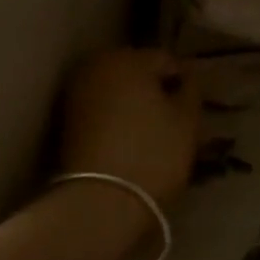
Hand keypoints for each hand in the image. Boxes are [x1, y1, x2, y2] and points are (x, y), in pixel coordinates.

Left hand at [60, 49, 200, 205]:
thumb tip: (185, 77)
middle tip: (173, 118)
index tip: (193, 107)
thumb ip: (190, 90)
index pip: (166, 59)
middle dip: (155, 88)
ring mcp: (76, 92)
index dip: (184, 81)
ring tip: (152, 132)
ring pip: (117, 90)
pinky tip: (128, 140)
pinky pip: (101, 109)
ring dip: (133, 103)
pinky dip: (115, 118)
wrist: (100, 201)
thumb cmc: (153, 153)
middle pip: (136, 71)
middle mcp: (96, 66)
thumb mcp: (187, 120)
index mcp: (128, 58)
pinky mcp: (66, 120)